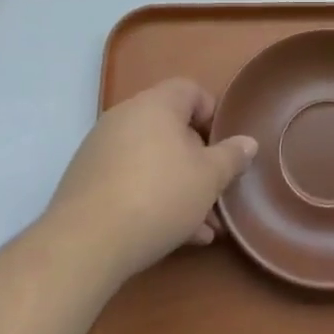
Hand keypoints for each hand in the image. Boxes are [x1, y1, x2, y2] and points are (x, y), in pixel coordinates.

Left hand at [43, 78, 257, 283]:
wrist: (85, 243)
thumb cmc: (158, 196)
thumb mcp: (208, 178)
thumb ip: (231, 157)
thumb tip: (248, 142)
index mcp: (156, 104)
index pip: (190, 90)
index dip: (212, 114)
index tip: (224, 146)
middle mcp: (125, 116)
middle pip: (171, 129)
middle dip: (198, 161)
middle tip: (216, 192)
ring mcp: (101, 148)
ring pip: (152, 160)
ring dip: (179, 187)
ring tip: (202, 227)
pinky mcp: (86, 181)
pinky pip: (129, 179)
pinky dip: (152, 197)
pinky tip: (174, 236)